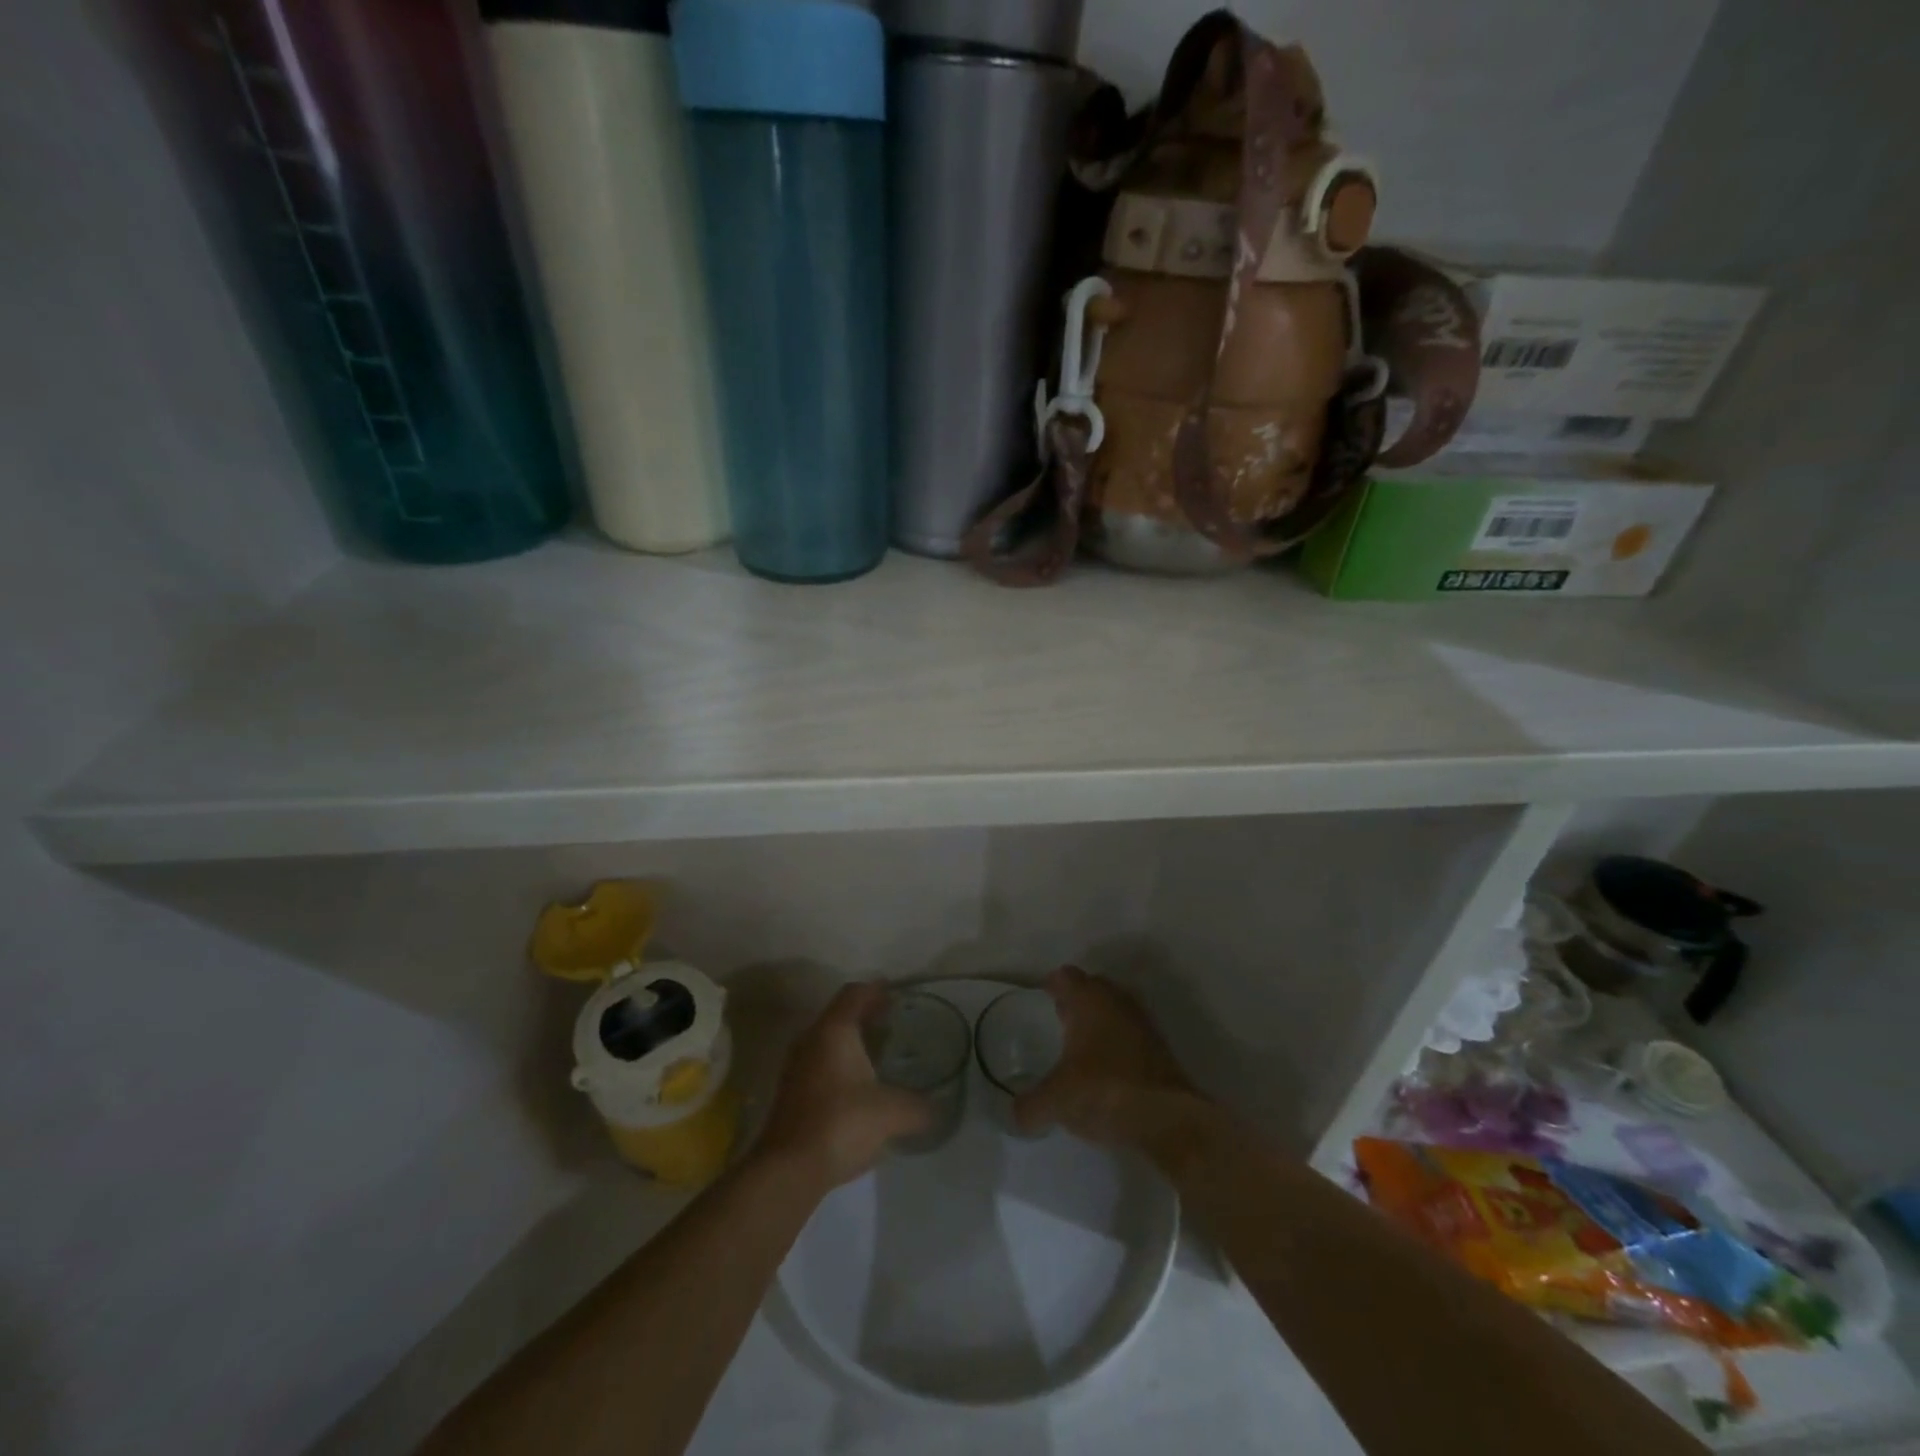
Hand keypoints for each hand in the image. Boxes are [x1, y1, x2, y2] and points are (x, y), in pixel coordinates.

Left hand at [755, 983, 932, 1191]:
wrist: (789, 1169)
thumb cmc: (842, 1123)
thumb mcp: (891, 1113)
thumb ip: (918, 1107)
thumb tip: (936, 1109)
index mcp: (834, 1031)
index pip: (854, 994)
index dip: (875, 990)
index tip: (894, 993)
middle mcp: (811, 1040)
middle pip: (839, 1015)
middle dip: (865, 1015)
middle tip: (892, 1021)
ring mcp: (796, 1067)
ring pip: (827, 1041)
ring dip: (852, 1042)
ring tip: (879, 1053)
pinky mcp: (791, 1094)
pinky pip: (820, 1064)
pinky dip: (841, 1064)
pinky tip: (859, 1086)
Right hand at [1013, 966, 1205, 1152]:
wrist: (1168, 1118)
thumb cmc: (1105, 1090)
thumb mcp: (1057, 1101)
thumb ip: (1031, 1106)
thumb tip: (1016, 1115)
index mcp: (1089, 1000)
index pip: (1066, 976)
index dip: (1052, 984)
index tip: (1042, 996)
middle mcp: (1117, 1002)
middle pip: (1093, 988)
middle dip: (1076, 999)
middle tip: (1059, 1017)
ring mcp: (1143, 1024)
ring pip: (1115, 1010)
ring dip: (1100, 1021)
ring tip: (1081, 1045)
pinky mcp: (1160, 1050)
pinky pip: (1130, 1035)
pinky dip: (1117, 1043)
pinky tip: (1106, 1068)